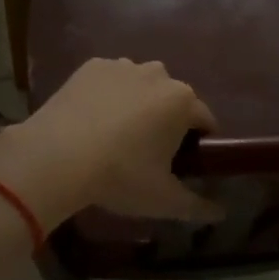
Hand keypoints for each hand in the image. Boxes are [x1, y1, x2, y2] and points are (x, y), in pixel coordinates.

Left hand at [0, 59, 224, 230]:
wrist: (57, 155)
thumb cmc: (120, 176)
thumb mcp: (163, 199)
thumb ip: (197, 206)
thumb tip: (221, 213)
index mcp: (182, 100)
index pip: (203, 119)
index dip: (197, 142)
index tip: (182, 164)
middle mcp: (158, 73)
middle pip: (171, 98)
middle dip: (165, 120)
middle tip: (146, 154)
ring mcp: (123, 65)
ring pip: (140, 85)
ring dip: (137, 104)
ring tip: (115, 137)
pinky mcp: (92, 66)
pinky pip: (110, 80)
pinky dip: (107, 95)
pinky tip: (92, 120)